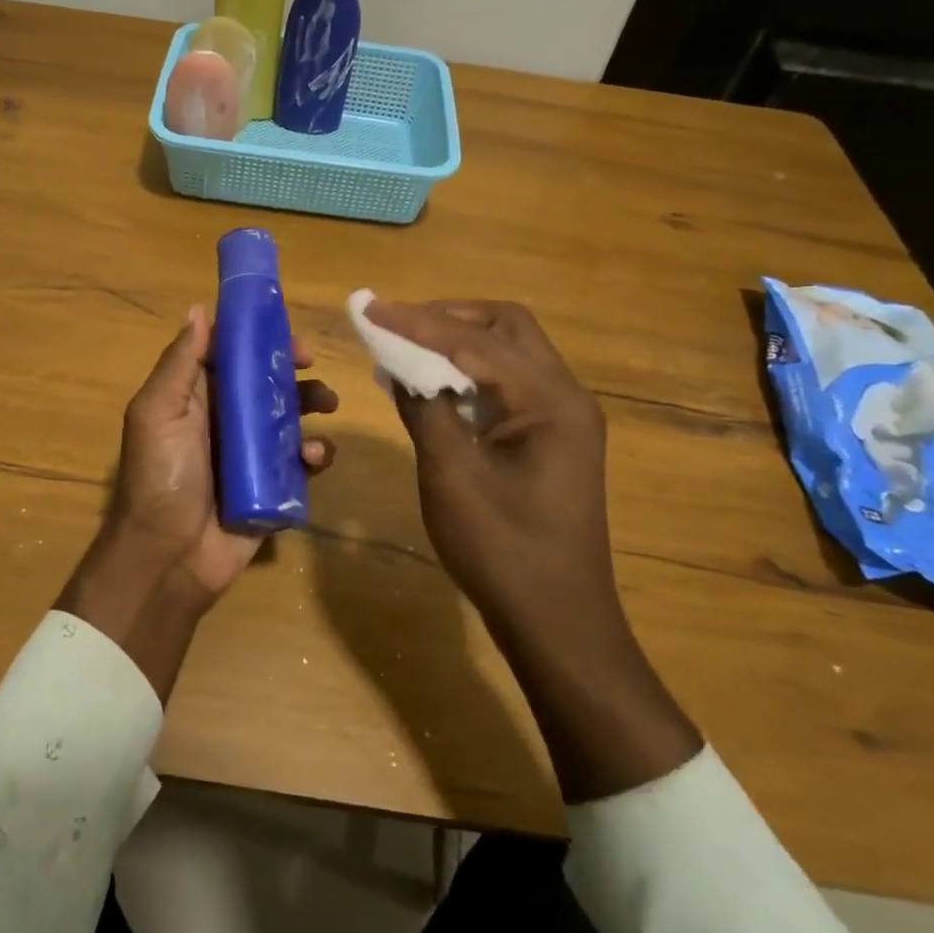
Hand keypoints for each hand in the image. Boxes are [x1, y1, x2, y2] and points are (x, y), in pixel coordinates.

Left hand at [57, 305, 336, 700]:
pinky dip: (316, 453)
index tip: (283, 328)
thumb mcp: (158, 412)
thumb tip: (199, 309)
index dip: (257, 336)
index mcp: (196, 397)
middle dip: (292, 369)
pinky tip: (315, 457)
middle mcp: (225, 420)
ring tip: (327, 405)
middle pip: (266, 381)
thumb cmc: (161, 476)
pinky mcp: (273, 487)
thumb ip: (181, 362)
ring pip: (290, 417)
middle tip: (311, 364)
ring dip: (312, 403)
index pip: (230, 354)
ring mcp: (251, 455)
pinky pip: (302, 462)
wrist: (168, 558)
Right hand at [365, 299, 700, 801]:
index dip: (416, 321)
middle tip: (396, 325)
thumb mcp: (451, 475)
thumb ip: (425, 409)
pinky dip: (469, 375)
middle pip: (505, 328)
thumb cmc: (503, 551)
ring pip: (508, 354)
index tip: (368, 308)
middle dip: (447, 318)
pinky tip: (431, 386)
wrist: (558, 624)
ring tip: (405, 348)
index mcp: (549, 400)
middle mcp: (565, 397)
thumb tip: (399, 365)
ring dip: (458, 344)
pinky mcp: (551, 439)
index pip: (473, 340)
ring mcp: (562, 418)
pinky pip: (508, 386)